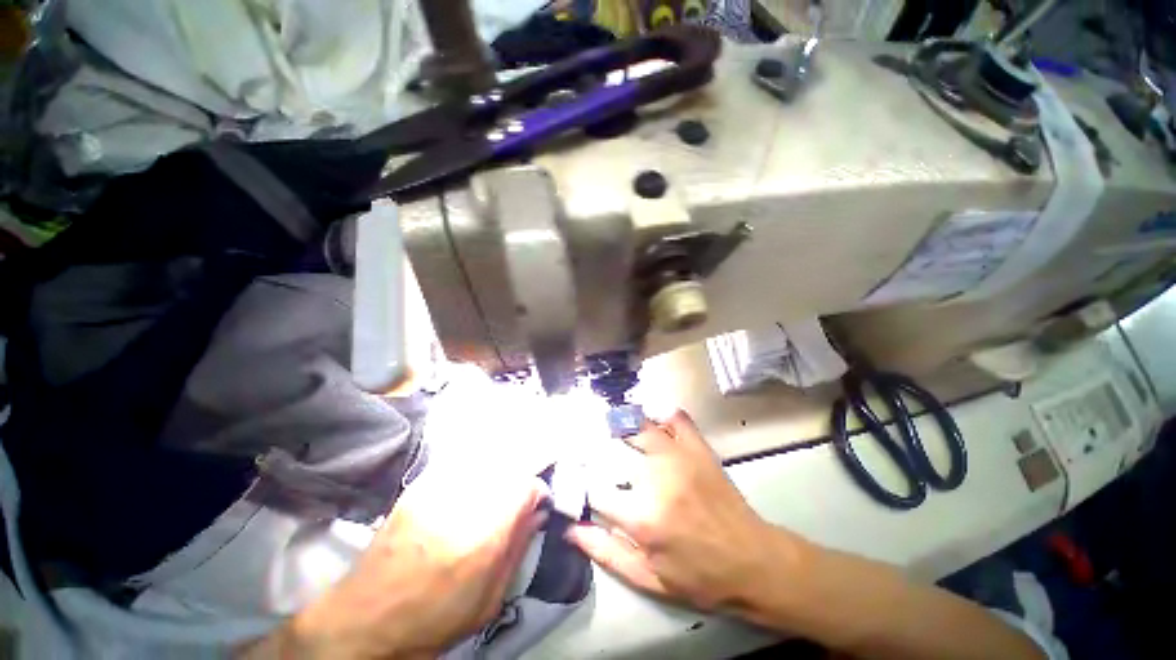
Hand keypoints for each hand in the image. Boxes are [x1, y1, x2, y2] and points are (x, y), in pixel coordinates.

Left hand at [260, 470, 548, 658]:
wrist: (364, 619)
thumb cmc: (432, 621)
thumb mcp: (488, 601)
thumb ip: (518, 549)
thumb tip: (538, 514)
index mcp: (484, 537)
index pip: (527, 485)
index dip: (537, 492)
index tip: (536, 505)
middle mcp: (463, 503)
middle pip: (508, 468)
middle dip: (518, 482)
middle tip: (515, 502)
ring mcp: (437, 489)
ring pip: (486, 461)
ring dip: (497, 475)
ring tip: (490, 498)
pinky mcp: (420, 486)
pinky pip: (460, 464)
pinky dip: (473, 473)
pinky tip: (466, 494)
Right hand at [567, 411, 801, 612]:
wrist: (753, 562)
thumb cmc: (699, 577)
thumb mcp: (649, 579)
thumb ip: (606, 553)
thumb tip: (571, 529)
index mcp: (642, 518)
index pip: (597, 489)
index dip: (585, 485)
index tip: (583, 483)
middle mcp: (657, 480)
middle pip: (615, 449)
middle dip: (600, 450)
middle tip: (597, 453)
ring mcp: (680, 458)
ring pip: (641, 427)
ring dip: (623, 426)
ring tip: (615, 431)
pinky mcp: (699, 449)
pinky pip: (676, 418)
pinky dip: (661, 416)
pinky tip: (654, 423)